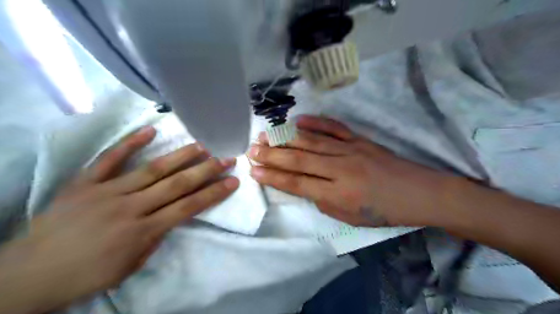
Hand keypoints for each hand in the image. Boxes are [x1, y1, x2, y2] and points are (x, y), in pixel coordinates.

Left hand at [0, 126, 237, 311]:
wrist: (26, 276)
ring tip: (202, 145)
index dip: (214, 193)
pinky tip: (149, 131)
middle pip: (177, 184)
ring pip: (152, 169)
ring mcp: (106, 191)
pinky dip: (129, 143)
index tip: (233, 181)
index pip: (188, 207)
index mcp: (142, 231)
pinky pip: (109, 160)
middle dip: (206, 170)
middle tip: (226, 158)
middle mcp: (130, 207)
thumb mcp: (131, 266)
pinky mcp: (84, 183)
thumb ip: (156, 238)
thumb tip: (173, 215)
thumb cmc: (86, 275)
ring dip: (180, 156)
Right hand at [249, 116, 448, 227]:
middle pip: (299, 159)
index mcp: (339, 193)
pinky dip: (316, 122)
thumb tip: (303, 185)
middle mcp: (341, 169)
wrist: (419, 193)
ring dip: (286, 138)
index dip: (273, 177)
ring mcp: (351, 150)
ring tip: (266, 135)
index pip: (297, 184)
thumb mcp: (350, 217)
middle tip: (251, 149)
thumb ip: (323, 201)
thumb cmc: (384, 211)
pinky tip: (299, 120)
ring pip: (312, 141)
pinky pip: (334, 127)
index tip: (254, 171)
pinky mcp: (360, 139)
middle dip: (272, 155)